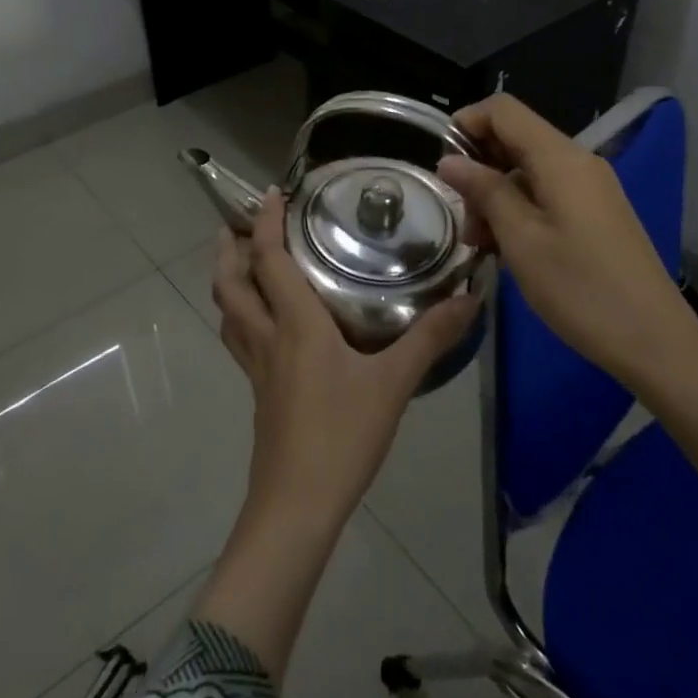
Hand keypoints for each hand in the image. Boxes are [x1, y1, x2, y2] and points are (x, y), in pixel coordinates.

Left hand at [213, 191, 479, 531]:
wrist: (297, 503)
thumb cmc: (343, 435)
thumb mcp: (394, 383)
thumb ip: (430, 338)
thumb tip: (470, 297)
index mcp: (294, 324)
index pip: (270, 261)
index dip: (268, 223)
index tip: (271, 194)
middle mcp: (266, 337)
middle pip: (230, 283)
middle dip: (229, 249)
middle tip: (240, 225)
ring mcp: (255, 367)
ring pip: (227, 311)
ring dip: (228, 280)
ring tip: (243, 264)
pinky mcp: (257, 391)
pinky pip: (238, 338)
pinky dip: (240, 315)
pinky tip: (264, 324)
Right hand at [437, 94, 694, 381]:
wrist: (654, 341)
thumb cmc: (580, 288)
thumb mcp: (521, 240)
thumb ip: (485, 191)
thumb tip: (450, 161)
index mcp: (561, 158)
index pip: (503, 110)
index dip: (466, 123)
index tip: (442, 164)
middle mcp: (579, 162)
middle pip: (515, 139)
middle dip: (479, 168)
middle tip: (463, 219)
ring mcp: (591, 189)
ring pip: (528, 171)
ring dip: (496, 196)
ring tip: (482, 245)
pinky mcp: (597, 214)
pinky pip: (547, 195)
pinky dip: (519, 211)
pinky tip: (509, 250)